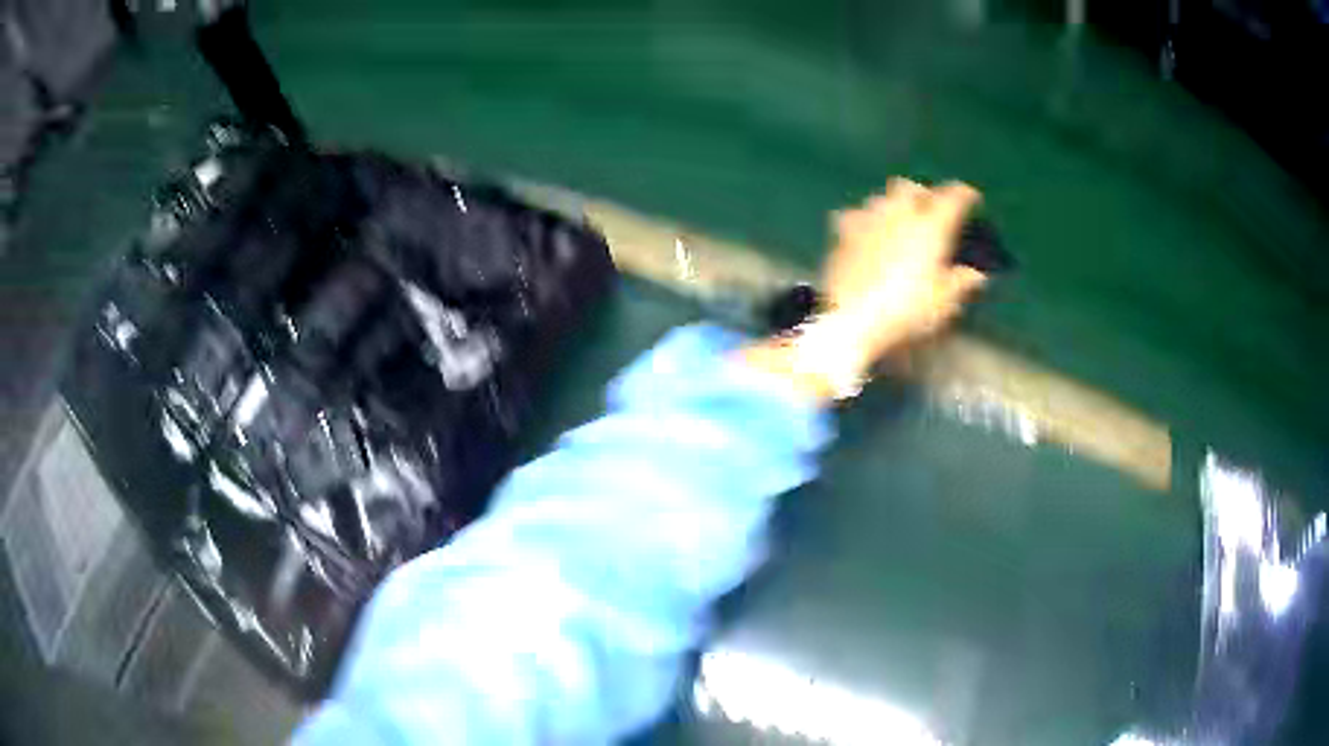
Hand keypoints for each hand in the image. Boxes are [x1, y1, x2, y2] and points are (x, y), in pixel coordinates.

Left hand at [740, 178, 987, 402]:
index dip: (964, 194)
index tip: (971, 197)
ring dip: (891, 204)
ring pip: (880, 198)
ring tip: (897, 220)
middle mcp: (898, 214)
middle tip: (930, 208)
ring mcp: (866, 221)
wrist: (850, 320)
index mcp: (930, 227)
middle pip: (909, 187)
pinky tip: (865, 233)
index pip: (952, 198)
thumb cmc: (906, 312)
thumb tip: (975, 275)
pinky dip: (863, 220)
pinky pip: (853, 215)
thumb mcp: (944, 304)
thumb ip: (961, 284)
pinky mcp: (841, 235)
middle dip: (922, 193)